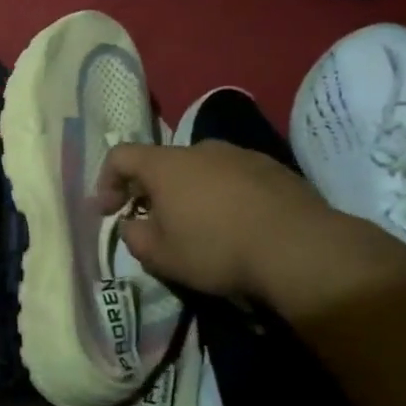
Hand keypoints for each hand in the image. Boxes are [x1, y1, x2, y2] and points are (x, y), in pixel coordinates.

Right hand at [95, 140, 329, 297]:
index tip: (108, 212)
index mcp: (166, 165)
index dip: (106, 181)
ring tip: (199, 228)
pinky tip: (236, 227)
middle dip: (150, 191)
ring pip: (200, 170)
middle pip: (162, 163)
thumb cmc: (216, 249)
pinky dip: (223, 197)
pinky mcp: (274, 169)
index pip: (120, 156)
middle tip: (153, 224)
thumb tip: (132, 225)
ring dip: (189, 194)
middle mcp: (200, 149)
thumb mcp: (160, 256)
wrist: (300, 248)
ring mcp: (240, 155)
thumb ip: (134, 236)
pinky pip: (233, 178)